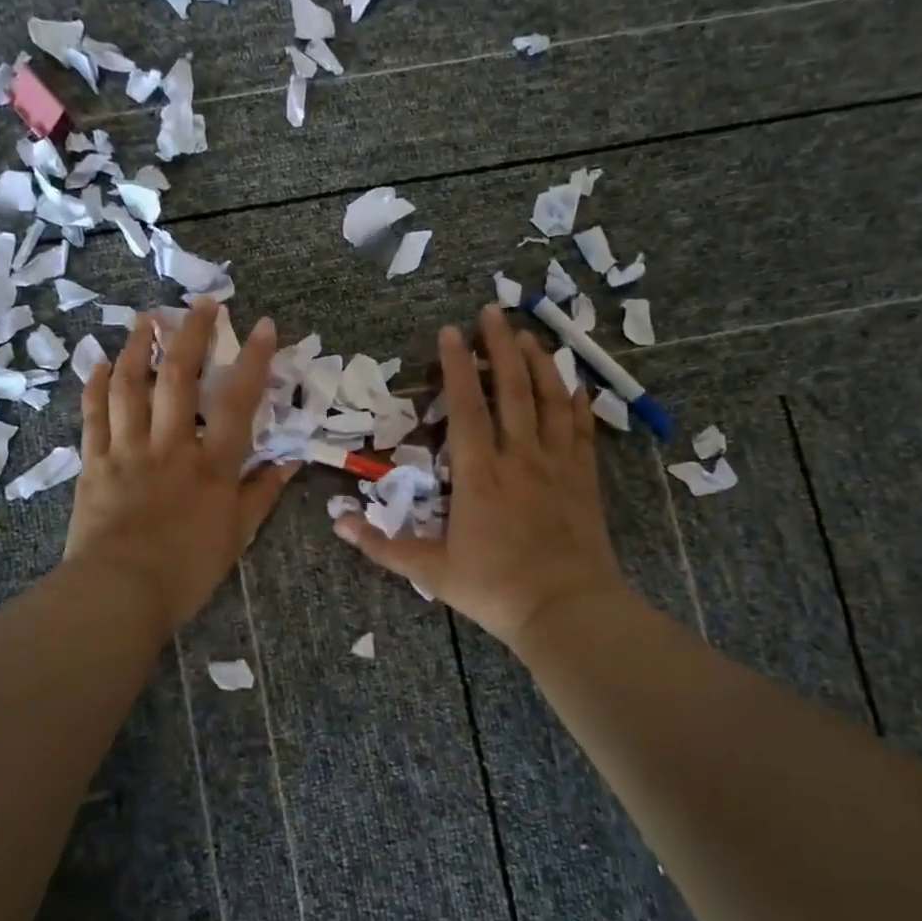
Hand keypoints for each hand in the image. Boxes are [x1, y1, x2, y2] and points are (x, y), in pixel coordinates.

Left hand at [64, 299, 298, 636]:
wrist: (119, 594)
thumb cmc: (187, 569)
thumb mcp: (237, 535)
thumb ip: (262, 494)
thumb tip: (290, 462)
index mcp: (211, 465)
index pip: (237, 401)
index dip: (252, 360)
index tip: (261, 325)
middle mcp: (170, 446)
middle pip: (178, 377)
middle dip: (190, 334)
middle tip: (200, 304)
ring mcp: (127, 450)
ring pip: (130, 386)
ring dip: (137, 347)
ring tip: (146, 319)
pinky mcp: (94, 463)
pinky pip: (93, 415)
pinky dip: (95, 385)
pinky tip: (98, 363)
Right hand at [335, 305, 626, 648]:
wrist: (567, 610)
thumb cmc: (494, 588)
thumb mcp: (431, 571)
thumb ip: (383, 545)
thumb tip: (338, 522)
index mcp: (480, 474)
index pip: (466, 407)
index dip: (456, 366)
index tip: (451, 332)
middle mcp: (520, 457)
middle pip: (512, 389)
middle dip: (500, 346)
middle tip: (493, 311)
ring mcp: (557, 464)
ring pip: (550, 400)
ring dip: (539, 363)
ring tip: (528, 335)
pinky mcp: (583, 478)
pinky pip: (582, 430)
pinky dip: (578, 402)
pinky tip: (574, 384)